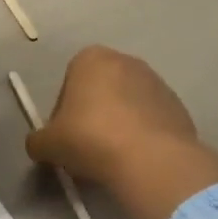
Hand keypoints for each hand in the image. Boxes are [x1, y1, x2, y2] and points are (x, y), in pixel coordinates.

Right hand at [27, 46, 217, 218]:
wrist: (151, 159)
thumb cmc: (90, 138)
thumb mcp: (48, 143)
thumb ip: (38, 140)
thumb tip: (39, 145)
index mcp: (90, 58)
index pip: (69, 82)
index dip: (63, 112)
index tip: (65, 137)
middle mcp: (126, 61)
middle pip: (100, 91)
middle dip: (93, 116)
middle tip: (87, 148)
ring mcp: (157, 83)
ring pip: (127, 106)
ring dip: (119, 126)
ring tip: (113, 159)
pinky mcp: (179, 107)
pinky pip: (151, 121)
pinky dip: (143, 136)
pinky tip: (137, 160)